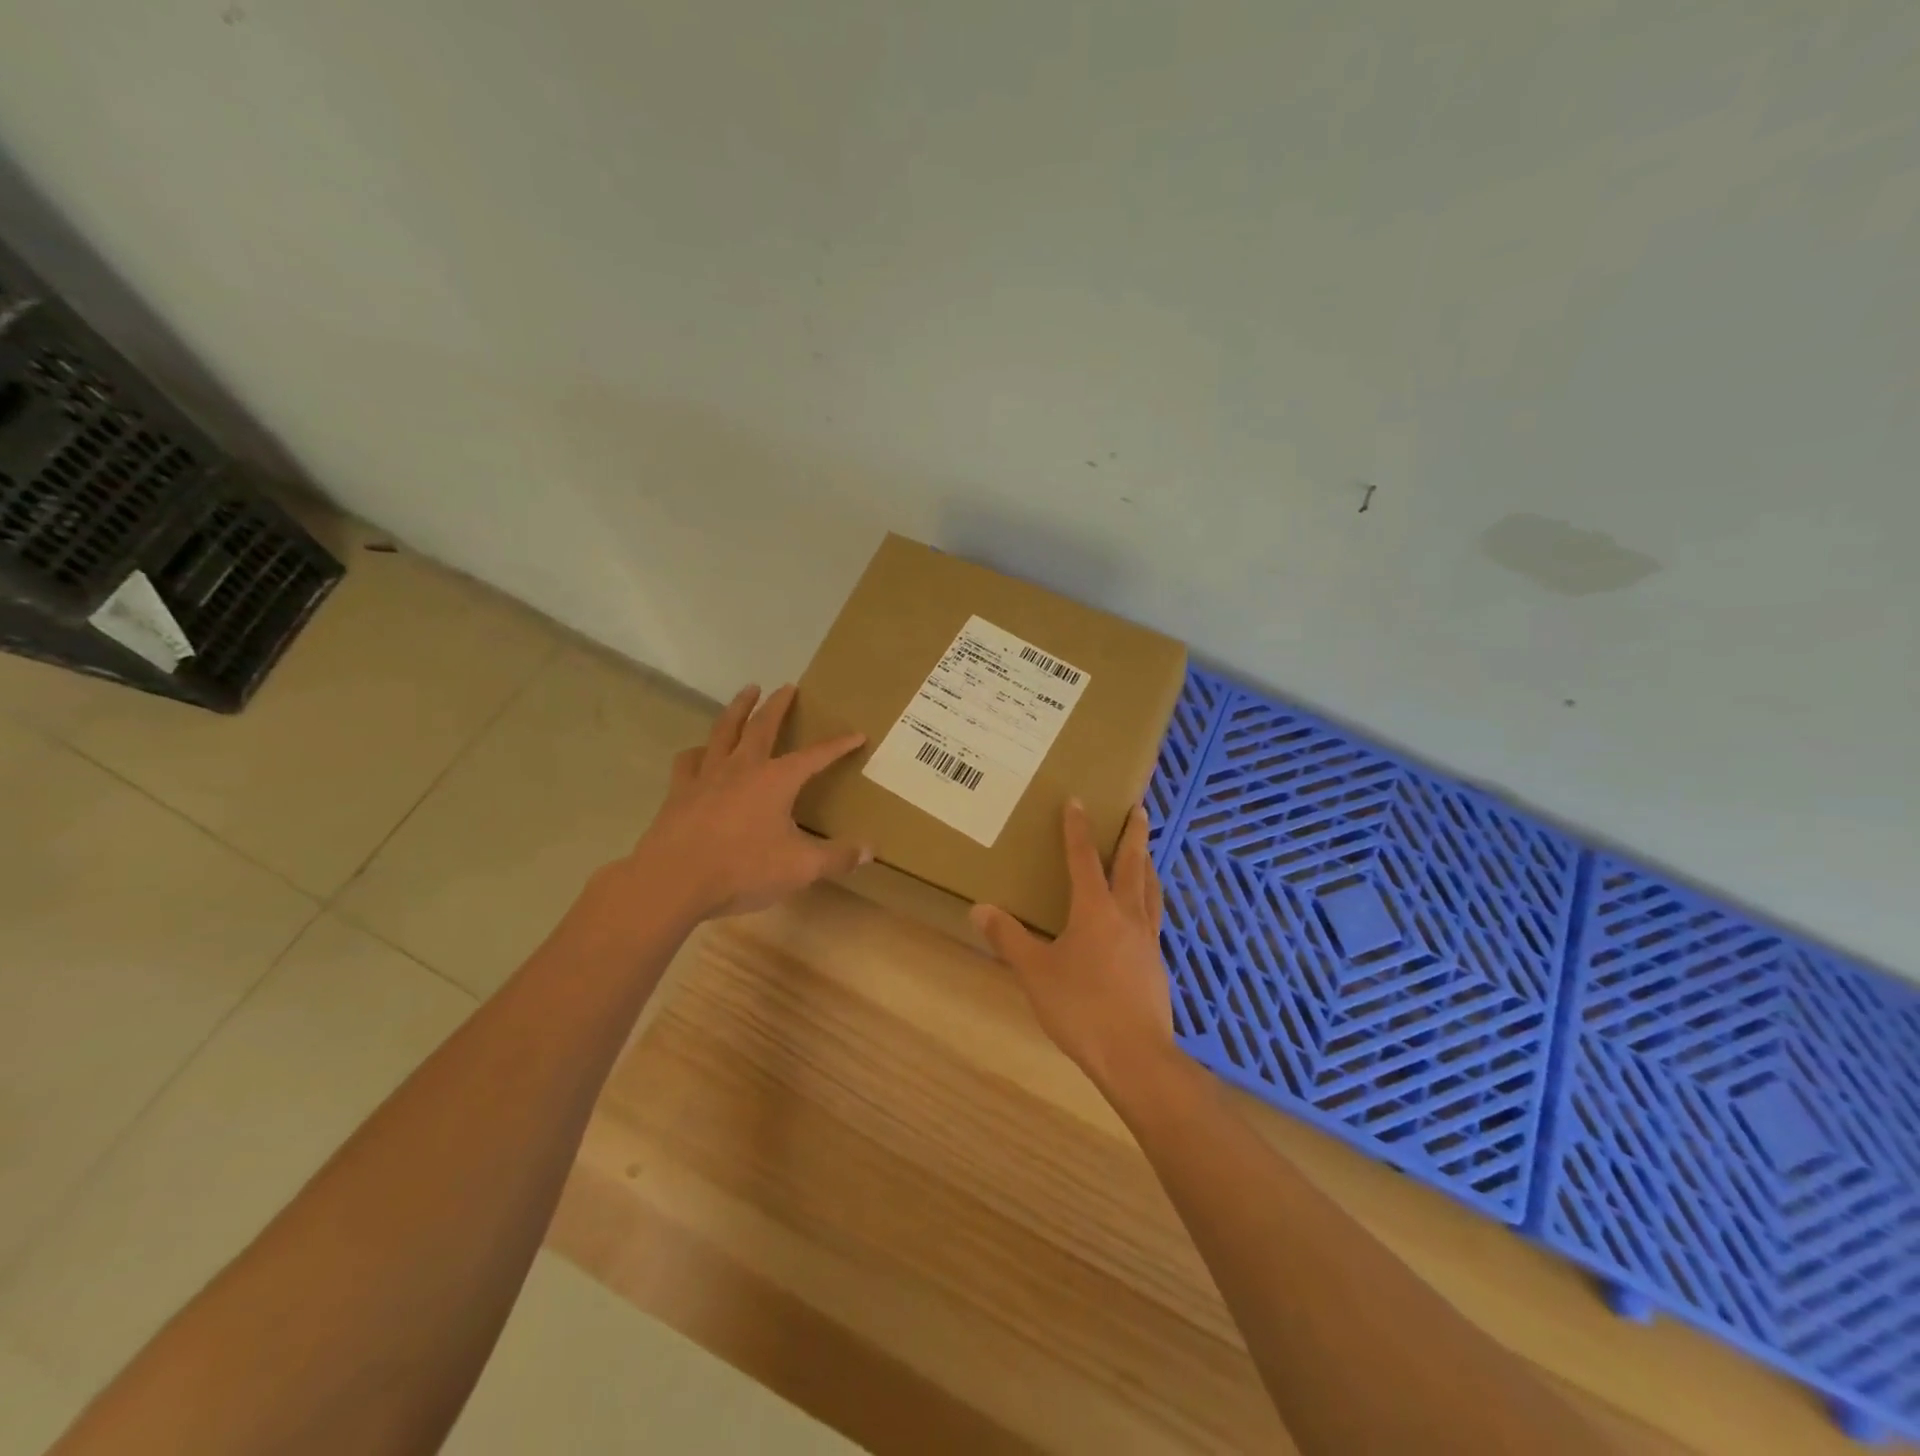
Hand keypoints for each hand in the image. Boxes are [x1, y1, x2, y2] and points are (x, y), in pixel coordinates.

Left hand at [579, 684, 869, 937]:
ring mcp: (707, 776)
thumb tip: (870, 850)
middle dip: (778, 705)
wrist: (673, 880)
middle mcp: (743, 767)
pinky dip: (699, 751)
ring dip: (738, 709)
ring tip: (747, 692)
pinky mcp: (680, 792)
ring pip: (724, 731)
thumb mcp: (800, 868)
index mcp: (776, 780)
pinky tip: (701, 753)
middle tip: (787, 686)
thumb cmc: (742, 869)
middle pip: (762, 726)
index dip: (838, 745)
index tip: (857, 734)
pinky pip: (689, 761)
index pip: (815, 756)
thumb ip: (837, 857)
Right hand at [970, 800, 1176, 1092]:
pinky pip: (1154, 917)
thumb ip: (1008, 938)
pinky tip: (1145, 912)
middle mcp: (1126, 915)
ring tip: (1147, 853)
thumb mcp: (1035, 972)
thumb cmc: (1081, 1008)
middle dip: (1133, 834)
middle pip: (1132, 864)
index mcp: (1095, 910)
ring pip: (1150, 889)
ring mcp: (1147, 939)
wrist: (1135, 1056)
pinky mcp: (1157, 963)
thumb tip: (979, 909)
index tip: (1078, 800)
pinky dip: (1150, 899)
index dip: (1078, 828)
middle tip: (1140, 808)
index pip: (1084, 858)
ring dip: (1147, 864)